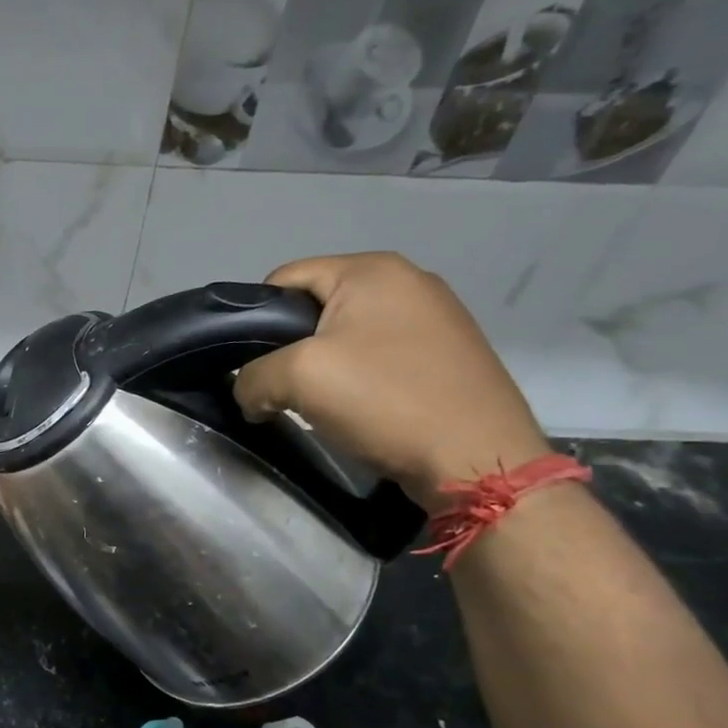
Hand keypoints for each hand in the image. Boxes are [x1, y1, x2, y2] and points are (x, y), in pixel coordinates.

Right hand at [232, 252, 551, 508]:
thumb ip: (253, 377)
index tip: (252, 364)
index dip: (256, 319)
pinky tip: (360, 409)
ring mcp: (435, 316)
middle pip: (316, 306)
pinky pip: (380, 354)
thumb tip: (250, 392)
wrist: (477, 458)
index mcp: (372, 270)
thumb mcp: (298, 379)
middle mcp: (408, 280)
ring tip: (320, 404)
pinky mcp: (448, 352)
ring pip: (347, 334)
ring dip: (324, 366)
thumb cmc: (385, 400)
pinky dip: (359, 378)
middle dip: (290, 347)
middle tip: (284, 388)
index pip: (284, 278)